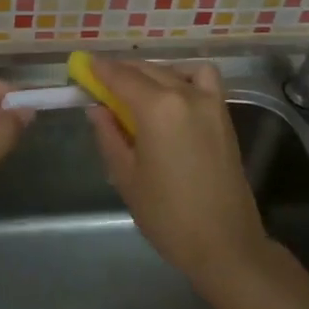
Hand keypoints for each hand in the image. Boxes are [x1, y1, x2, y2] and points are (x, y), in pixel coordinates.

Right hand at [85, 58, 270, 289]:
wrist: (225, 244)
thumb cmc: (168, 215)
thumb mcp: (126, 177)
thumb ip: (109, 135)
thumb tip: (96, 108)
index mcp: (157, 108)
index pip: (120, 76)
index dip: (99, 69)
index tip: (82, 64)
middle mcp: (185, 94)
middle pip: (146, 70)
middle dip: (120, 71)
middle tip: (100, 82)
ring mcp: (209, 102)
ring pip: (172, 71)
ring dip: (149, 73)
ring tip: (134, 91)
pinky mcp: (223, 114)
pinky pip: (203, 78)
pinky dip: (184, 75)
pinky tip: (172, 94)